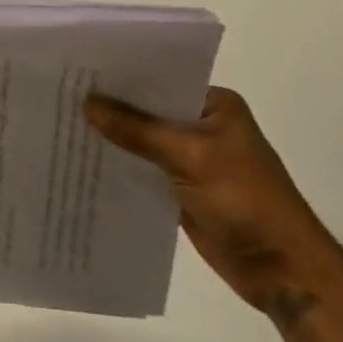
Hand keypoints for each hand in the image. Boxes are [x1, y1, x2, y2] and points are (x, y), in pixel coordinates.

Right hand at [86, 87, 342, 326]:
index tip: (78, 70)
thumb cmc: (245, 200)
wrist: (282, 271)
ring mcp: (191, 159)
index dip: (121, 77)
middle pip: (147, 111)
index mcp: (214, 105)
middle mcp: (202, 126)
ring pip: (142, 142)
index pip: (160, 80)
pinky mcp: (181, 190)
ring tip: (61, 125)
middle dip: (111, 108)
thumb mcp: (190, 156)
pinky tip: (83, 163)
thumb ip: (137, 130)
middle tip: (61, 95)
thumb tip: (87, 102)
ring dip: (112, 139)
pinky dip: (120, 168)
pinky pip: (143, 171)